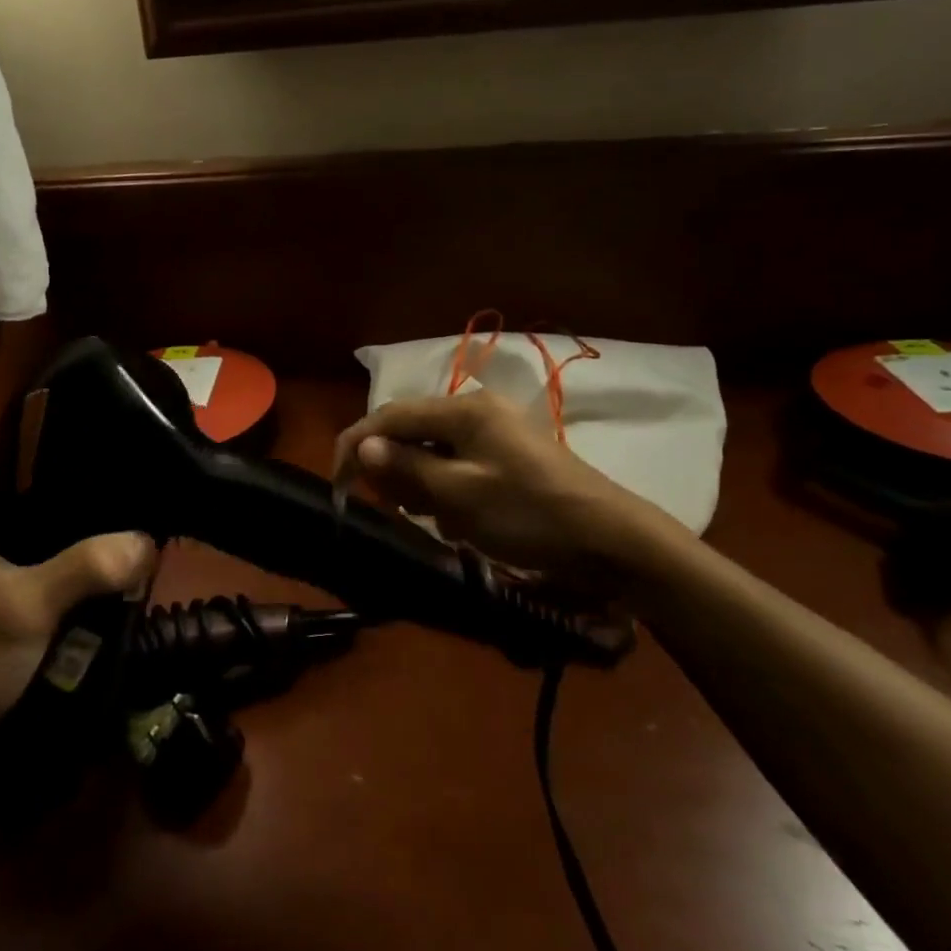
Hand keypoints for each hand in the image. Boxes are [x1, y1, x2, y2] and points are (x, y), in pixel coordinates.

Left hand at [0, 467, 155, 769]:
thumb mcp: (27, 606)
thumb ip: (87, 568)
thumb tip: (146, 541)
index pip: (5, 468)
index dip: (48, 455)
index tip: (99, 455)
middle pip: (29, 514)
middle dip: (76, 513)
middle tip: (127, 504)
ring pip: (37, 558)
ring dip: (75, 558)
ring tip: (125, 543)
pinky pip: (38, 596)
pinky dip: (66, 595)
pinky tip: (103, 595)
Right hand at [333, 388, 682, 576]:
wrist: (611, 541)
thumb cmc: (529, 514)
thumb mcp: (459, 495)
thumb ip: (407, 467)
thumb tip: (362, 446)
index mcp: (464, 410)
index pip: (391, 416)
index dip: (357, 445)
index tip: (338, 484)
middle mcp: (477, 411)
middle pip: (411, 432)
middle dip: (394, 469)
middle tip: (392, 509)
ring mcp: (496, 433)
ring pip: (433, 452)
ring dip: (422, 485)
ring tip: (432, 520)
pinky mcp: (509, 457)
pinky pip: (459, 467)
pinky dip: (448, 492)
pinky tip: (461, 522)